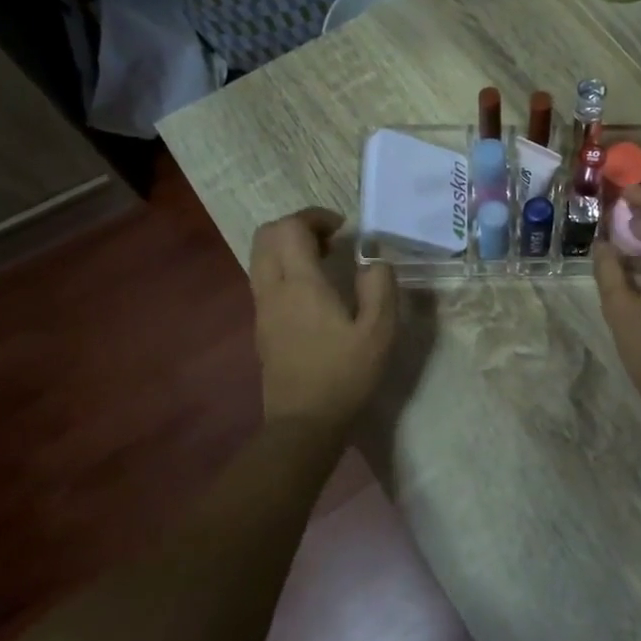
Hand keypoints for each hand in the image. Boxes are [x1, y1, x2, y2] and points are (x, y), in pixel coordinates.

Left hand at [249, 208, 395, 436]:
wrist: (304, 424)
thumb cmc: (344, 375)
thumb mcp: (379, 332)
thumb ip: (380, 288)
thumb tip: (374, 262)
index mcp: (300, 284)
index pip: (289, 228)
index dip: (314, 217)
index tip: (343, 228)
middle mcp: (273, 289)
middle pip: (266, 236)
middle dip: (297, 226)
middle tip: (331, 239)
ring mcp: (262, 309)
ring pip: (261, 257)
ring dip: (288, 247)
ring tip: (324, 261)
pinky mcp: (262, 326)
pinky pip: (265, 279)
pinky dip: (285, 268)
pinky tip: (315, 291)